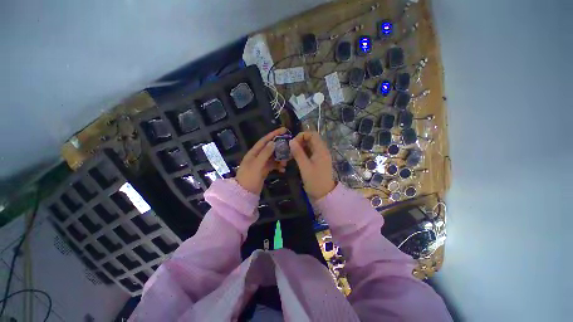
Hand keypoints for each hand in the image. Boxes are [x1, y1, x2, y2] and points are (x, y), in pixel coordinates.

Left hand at [235, 128, 287, 193]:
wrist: (244, 194)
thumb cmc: (249, 178)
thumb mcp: (257, 165)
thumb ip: (265, 154)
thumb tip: (273, 142)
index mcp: (253, 153)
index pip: (264, 140)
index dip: (273, 134)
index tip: (284, 130)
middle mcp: (257, 156)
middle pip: (270, 148)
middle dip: (279, 147)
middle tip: (289, 147)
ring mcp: (261, 163)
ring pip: (273, 157)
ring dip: (280, 158)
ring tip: (286, 161)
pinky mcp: (264, 170)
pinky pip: (273, 165)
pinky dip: (278, 166)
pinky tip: (283, 169)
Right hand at [289, 131, 335, 198]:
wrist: (324, 194)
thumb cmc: (315, 181)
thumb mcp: (305, 167)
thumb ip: (298, 153)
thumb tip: (291, 141)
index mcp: (321, 150)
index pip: (312, 134)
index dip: (302, 136)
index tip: (293, 143)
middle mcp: (322, 150)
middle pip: (311, 139)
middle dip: (300, 141)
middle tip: (291, 149)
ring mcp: (321, 155)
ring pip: (310, 146)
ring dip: (301, 147)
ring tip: (292, 154)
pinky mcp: (318, 160)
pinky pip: (310, 152)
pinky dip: (303, 153)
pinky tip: (296, 158)